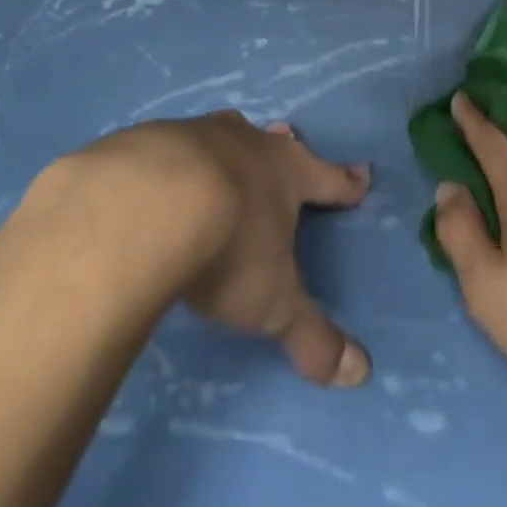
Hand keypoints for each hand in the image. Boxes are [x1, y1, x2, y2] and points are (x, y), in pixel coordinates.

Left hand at [86, 111, 373, 387]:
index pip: (328, 178)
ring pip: (220, 134)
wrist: (144, 207)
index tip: (362, 174)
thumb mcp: (273, 304)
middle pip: (271, 142)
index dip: (346, 182)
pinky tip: (155, 175)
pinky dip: (168, 158)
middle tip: (287, 137)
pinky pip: (165, 146)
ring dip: (225, 144)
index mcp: (286, 172)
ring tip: (223, 147)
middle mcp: (245, 143)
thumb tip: (360, 372)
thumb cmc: (227, 248)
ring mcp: (193, 134)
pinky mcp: (146, 140)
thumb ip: (312, 337)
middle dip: (282, 146)